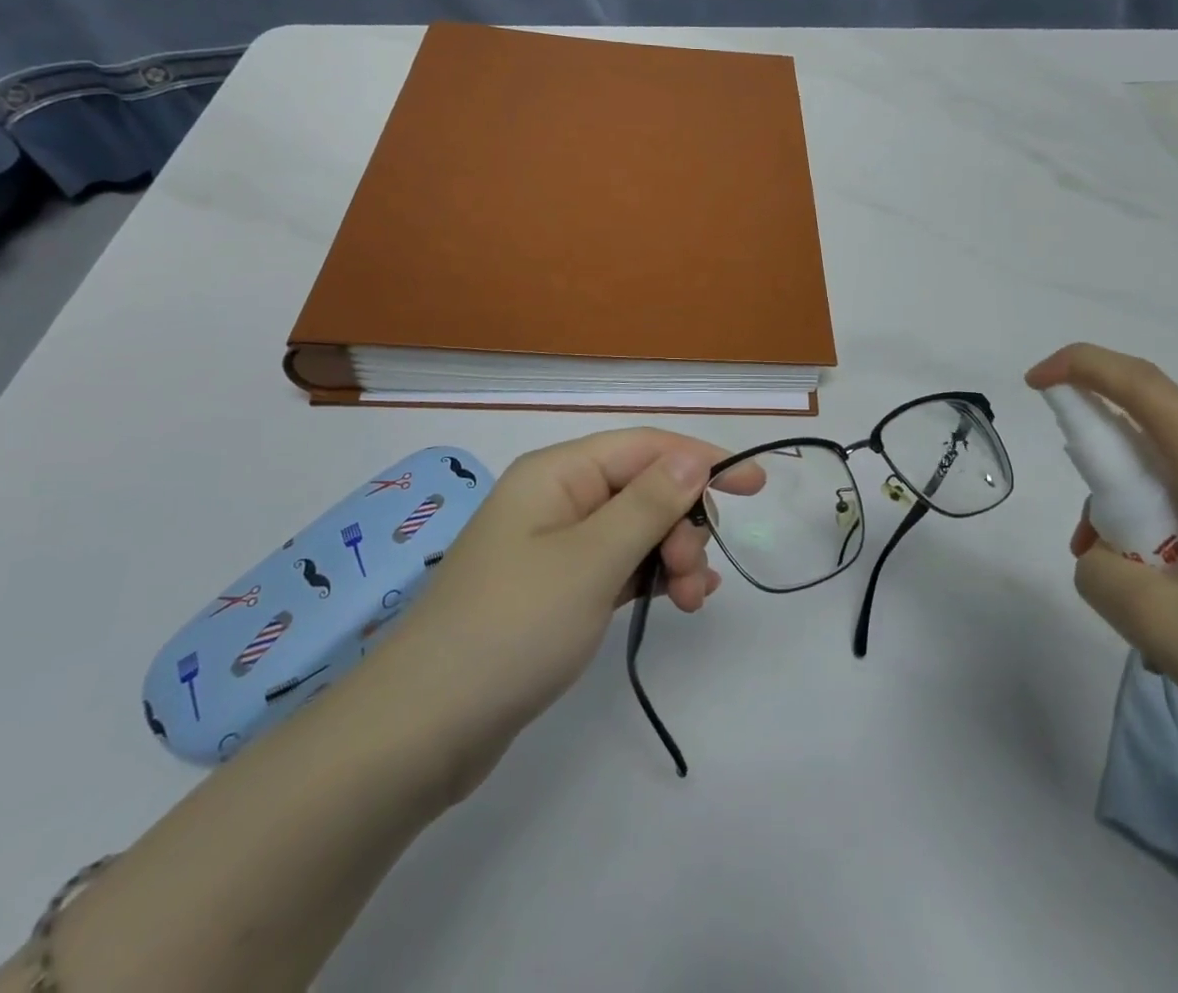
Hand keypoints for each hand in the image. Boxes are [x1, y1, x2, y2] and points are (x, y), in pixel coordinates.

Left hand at [372, 429, 724, 800]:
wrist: (421, 731)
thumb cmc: (511, 629)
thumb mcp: (590, 561)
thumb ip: (648, 505)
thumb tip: (694, 458)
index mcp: (557, 474)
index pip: (645, 447)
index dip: (703, 460)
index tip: (756, 485)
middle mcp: (557, 498)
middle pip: (644, 488)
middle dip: (682, 522)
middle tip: (693, 572)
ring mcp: (556, 546)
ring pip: (637, 530)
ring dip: (673, 555)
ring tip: (693, 600)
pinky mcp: (558, 590)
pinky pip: (620, 566)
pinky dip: (652, 577)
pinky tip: (680, 598)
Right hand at [1025, 344, 1177, 792]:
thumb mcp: (1164, 630)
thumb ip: (1101, 575)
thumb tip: (1104, 558)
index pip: (1143, 388)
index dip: (1081, 368)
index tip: (1035, 383)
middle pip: (1159, 450)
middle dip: (1110, 491)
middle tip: (1100, 562)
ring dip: (1148, 533)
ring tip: (1159, 620)